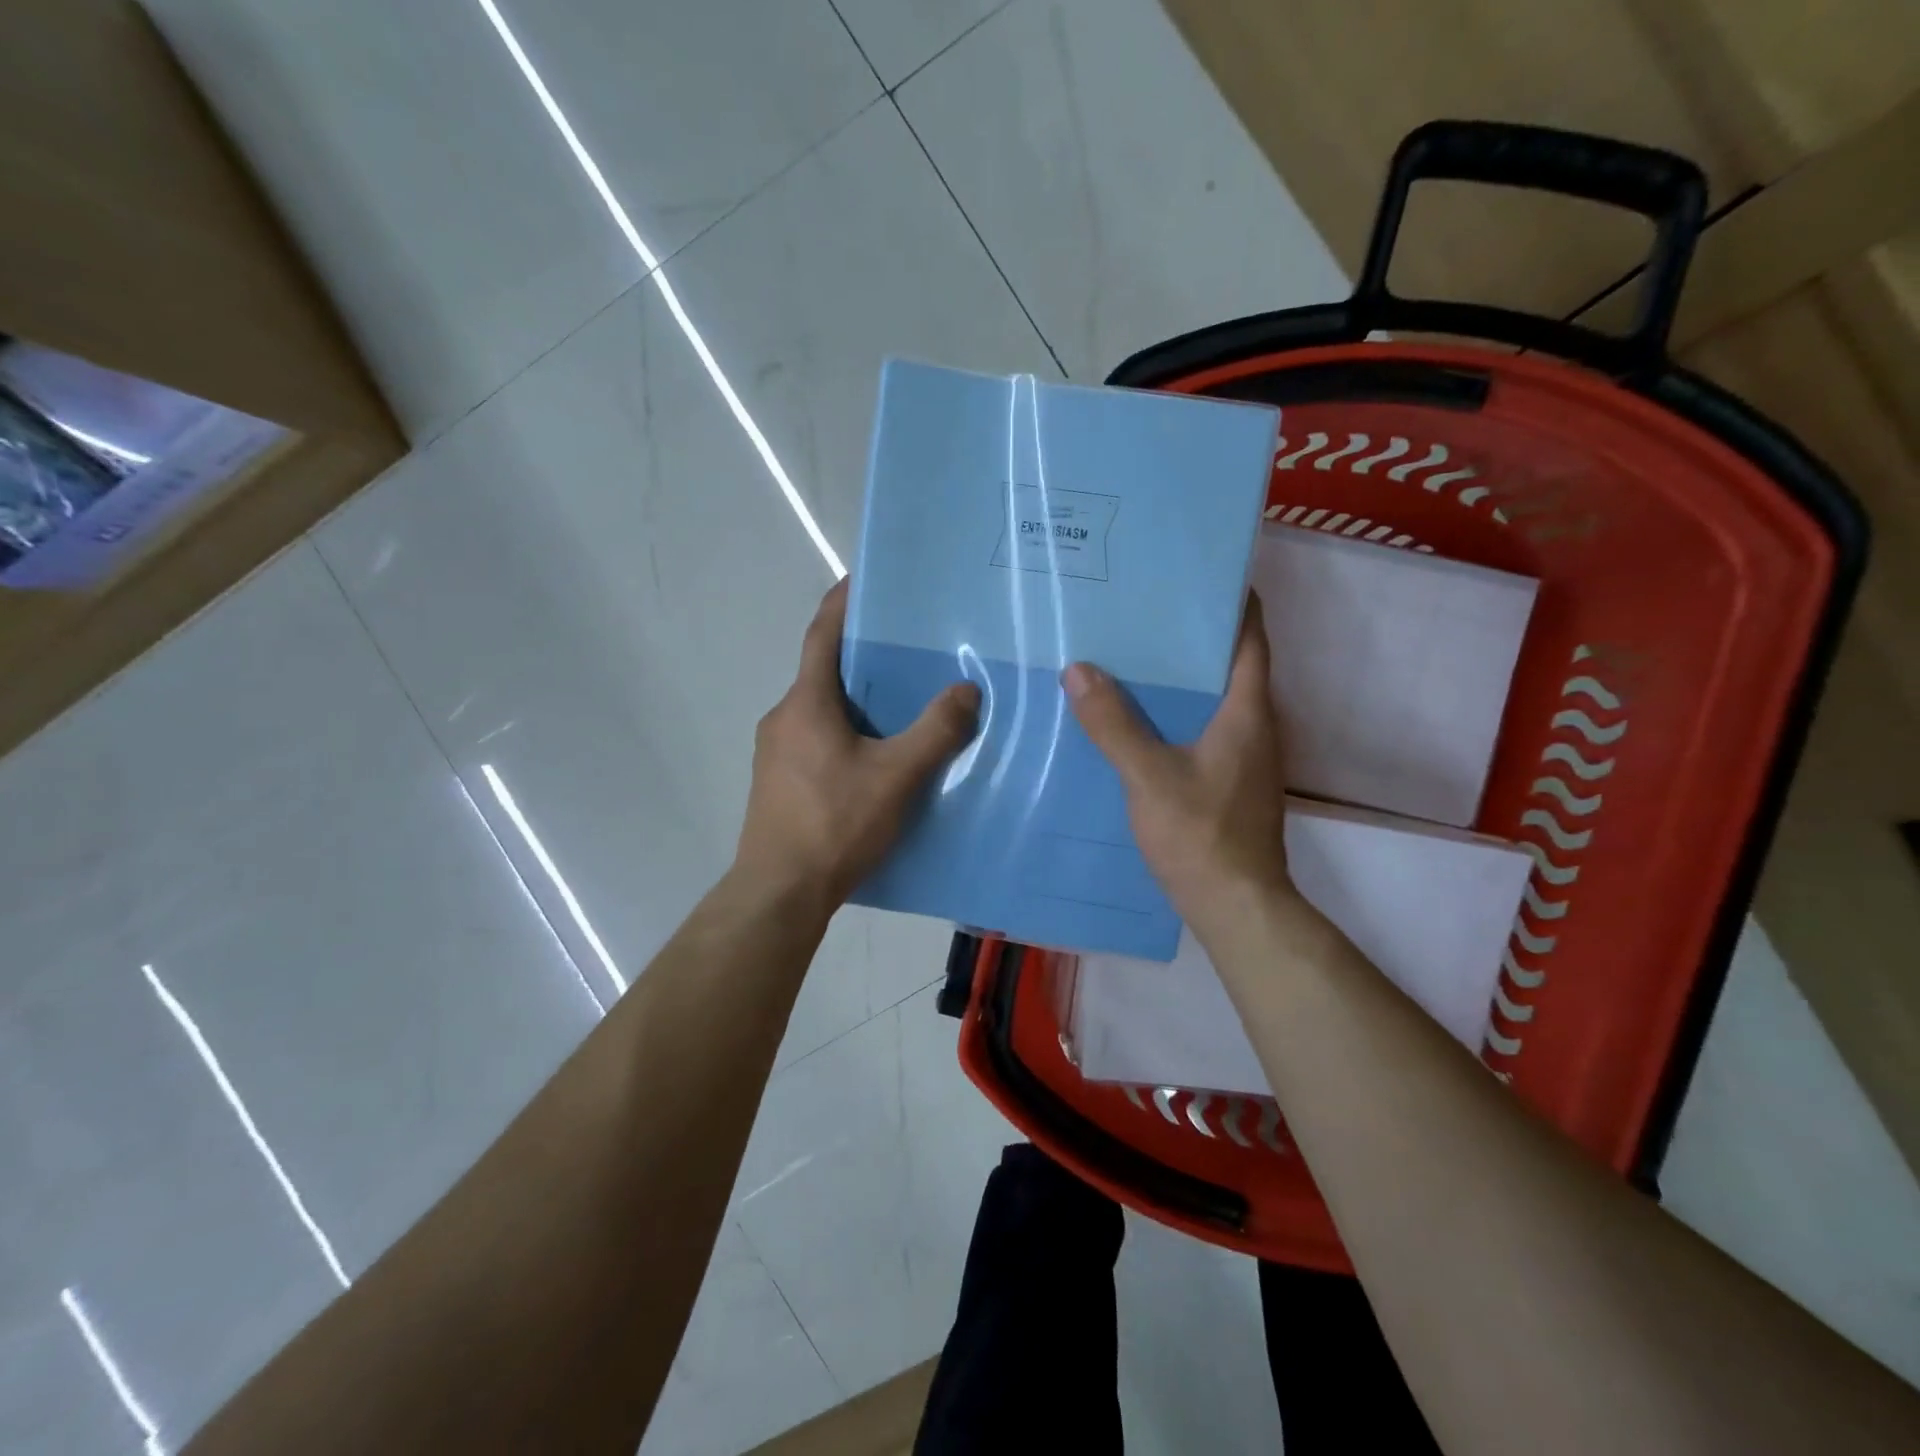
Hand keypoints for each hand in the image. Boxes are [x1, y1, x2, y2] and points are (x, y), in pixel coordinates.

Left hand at [735, 579, 980, 910]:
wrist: (780, 892)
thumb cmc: (835, 824)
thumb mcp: (896, 776)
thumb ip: (935, 731)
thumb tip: (967, 688)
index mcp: (806, 703)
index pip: (822, 634)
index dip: (842, 602)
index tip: (863, 579)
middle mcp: (784, 717)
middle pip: (823, 671)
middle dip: (862, 656)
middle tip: (908, 648)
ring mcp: (776, 753)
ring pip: (821, 709)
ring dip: (856, 699)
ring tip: (902, 702)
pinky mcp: (779, 782)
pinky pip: (817, 739)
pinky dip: (846, 732)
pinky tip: (877, 756)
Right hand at [1063, 598, 1298, 944]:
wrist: (1236, 906)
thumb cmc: (1201, 834)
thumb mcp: (1149, 776)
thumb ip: (1114, 724)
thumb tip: (1079, 670)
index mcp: (1247, 711)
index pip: (1251, 637)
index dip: (1231, 601)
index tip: (1194, 576)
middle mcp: (1255, 725)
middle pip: (1228, 664)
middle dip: (1190, 637)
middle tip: (1141, 613)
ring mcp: (1245, 756)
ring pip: (1213, 699)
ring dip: (1180, 678)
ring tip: (1129, 657)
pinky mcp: (1229, 780)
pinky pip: (1202, 729)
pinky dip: (1175, 714)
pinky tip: (1135, 719)